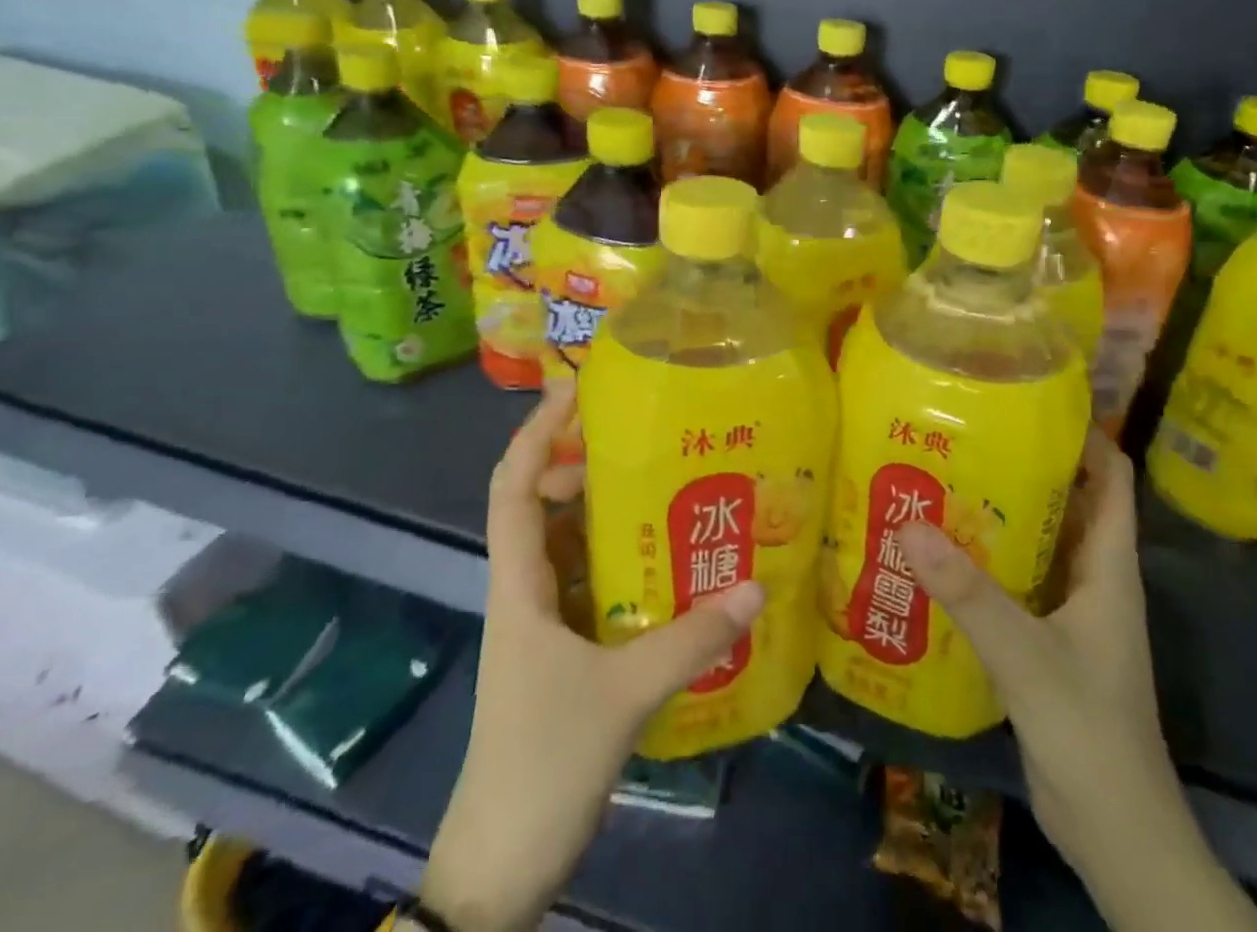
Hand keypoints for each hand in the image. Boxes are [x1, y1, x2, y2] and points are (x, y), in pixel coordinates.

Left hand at [422, 381, 764, 931]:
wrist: (499, 866)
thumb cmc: (542, 763)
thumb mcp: (623, 695)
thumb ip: (691, 640)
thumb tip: (757, 586)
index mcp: (519, 584)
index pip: (514, 486)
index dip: (536, 432)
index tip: (572, 390)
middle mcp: (524, 590)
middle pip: (539, 505)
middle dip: (579, 463)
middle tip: (637, 439)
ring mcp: (540, 623)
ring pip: (565, 545)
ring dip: (601, 512)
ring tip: (659, 487)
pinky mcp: (558, 653)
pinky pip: (585, 584)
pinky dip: (615, 561)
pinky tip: (661, 562)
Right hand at [895, 431, 1160, 849]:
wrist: (1116, 834)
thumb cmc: (1089, 732)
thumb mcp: (1026, 656)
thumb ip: (969, 594)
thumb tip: (909, 524)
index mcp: (1108, 567)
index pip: (1112, 478)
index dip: (1084, 434)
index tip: (1031, 398)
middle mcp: (1093, 578)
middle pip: (1067, 500)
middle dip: (1025, 463)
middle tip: (965, 431)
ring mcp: (1070, 610)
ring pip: (1038, 540)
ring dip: (1000, 510)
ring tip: (943, 476)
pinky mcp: (1045, 638)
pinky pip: (1016, 580)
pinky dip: (986, 557)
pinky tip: (940, 551)